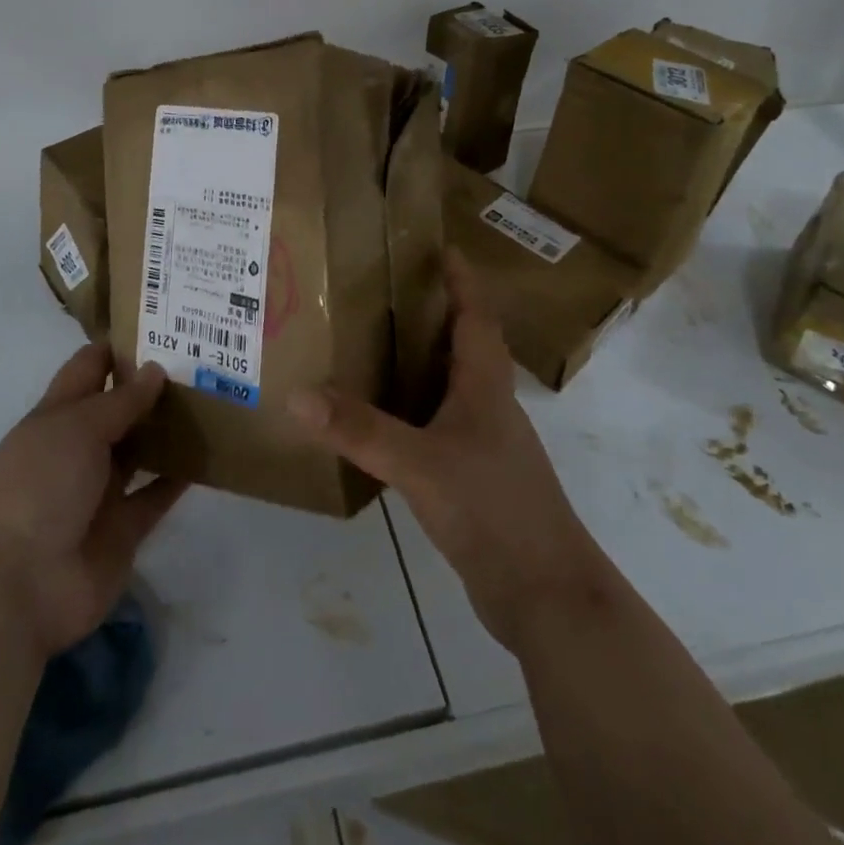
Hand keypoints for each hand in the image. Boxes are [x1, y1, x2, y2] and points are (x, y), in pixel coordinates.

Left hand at [0, 345, 186, 657]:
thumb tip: (156, 369)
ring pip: (141, 449)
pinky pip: (156, 495)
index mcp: (56, 417)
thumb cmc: (39, 487)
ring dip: (170, 428)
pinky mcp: (124, 529)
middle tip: (203, 356)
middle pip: (119, 408)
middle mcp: (78, 449)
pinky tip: (210, 453)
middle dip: (154, 384)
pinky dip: (180, 477)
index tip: (162, 323)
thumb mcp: (76, 428)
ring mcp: (101, 491)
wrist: (19, 586)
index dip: (118, 346)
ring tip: (214, 396)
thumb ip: (121, 400)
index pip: (88, 368)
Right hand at [288, 251, 610, 654]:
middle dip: (433, 315)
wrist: (546, 596)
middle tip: (386, 293)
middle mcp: (489, 407)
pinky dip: (414, 410)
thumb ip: (360, 430)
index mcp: (485, 386)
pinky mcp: (475, 478)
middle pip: (465, 345)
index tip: (441, 248)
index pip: (477, 316)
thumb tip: (298, 394)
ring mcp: (485, 445)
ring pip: (452, 387)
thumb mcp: (420, 464)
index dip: (462, 281)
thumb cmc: (493, 509)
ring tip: (373, 346)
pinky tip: (383, 421)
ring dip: (422, 362)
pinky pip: (440, 426)